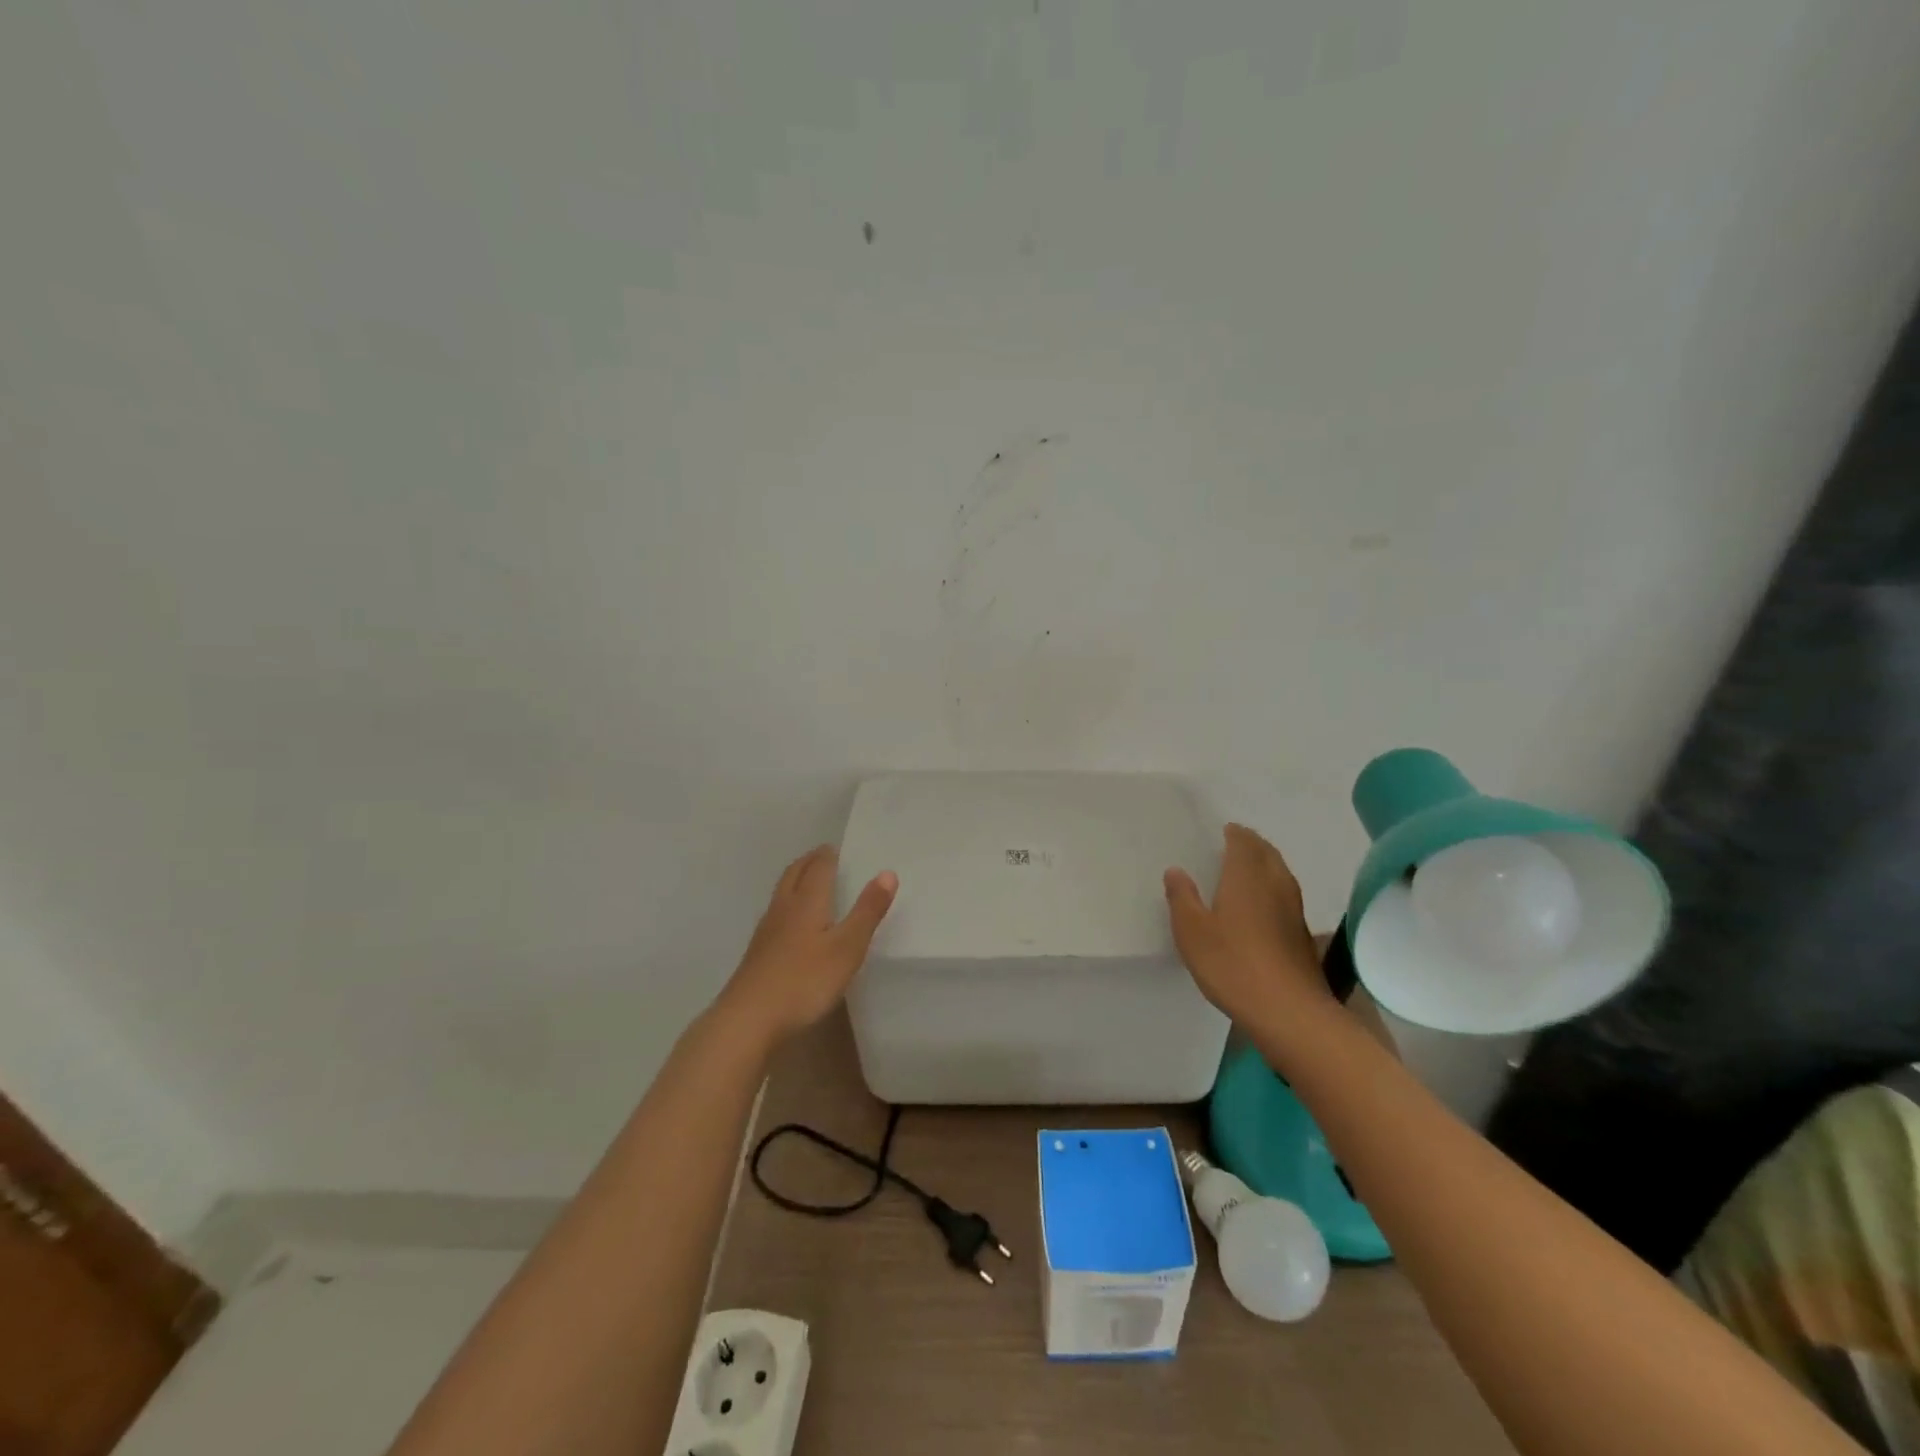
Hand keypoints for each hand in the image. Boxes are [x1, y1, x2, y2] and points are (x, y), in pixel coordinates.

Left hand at [716, 845, 897, 1044]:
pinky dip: (788, 905)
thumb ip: (867, 911)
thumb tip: (887, 872)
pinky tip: (791, 923)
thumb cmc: (804, 981)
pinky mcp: (758, 953)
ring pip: (782, 894)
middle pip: (794, 875)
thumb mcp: (847, 947)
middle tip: (822, 855)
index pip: (818, 868)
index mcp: (807, 902)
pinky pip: (776, 915)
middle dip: (809, 862)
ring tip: (808, 881)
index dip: (828, 855)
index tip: (837, 847)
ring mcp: (766, 931)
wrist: (748, 1019)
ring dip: (796, 880)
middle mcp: (783, 909)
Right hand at [1164, 824, 1329, 1025]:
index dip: (1234, 833)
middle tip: (1233, 845)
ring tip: (1245, 871)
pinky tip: (1260, 907)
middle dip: (1252, 845)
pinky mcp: (1301, 934)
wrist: (1289, 1011)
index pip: (1244, 842)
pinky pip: (1285, 896)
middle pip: (1267, 853)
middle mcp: (1275, 884)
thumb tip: (1176, 870)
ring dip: (1265, 865)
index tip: (1222, 831)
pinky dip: (1272, 889)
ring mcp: (1293, 910)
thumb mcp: (1192, 931)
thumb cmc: (1233, 964)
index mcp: (1246, 877)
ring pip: (1280, 874)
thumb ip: (1182, 897)